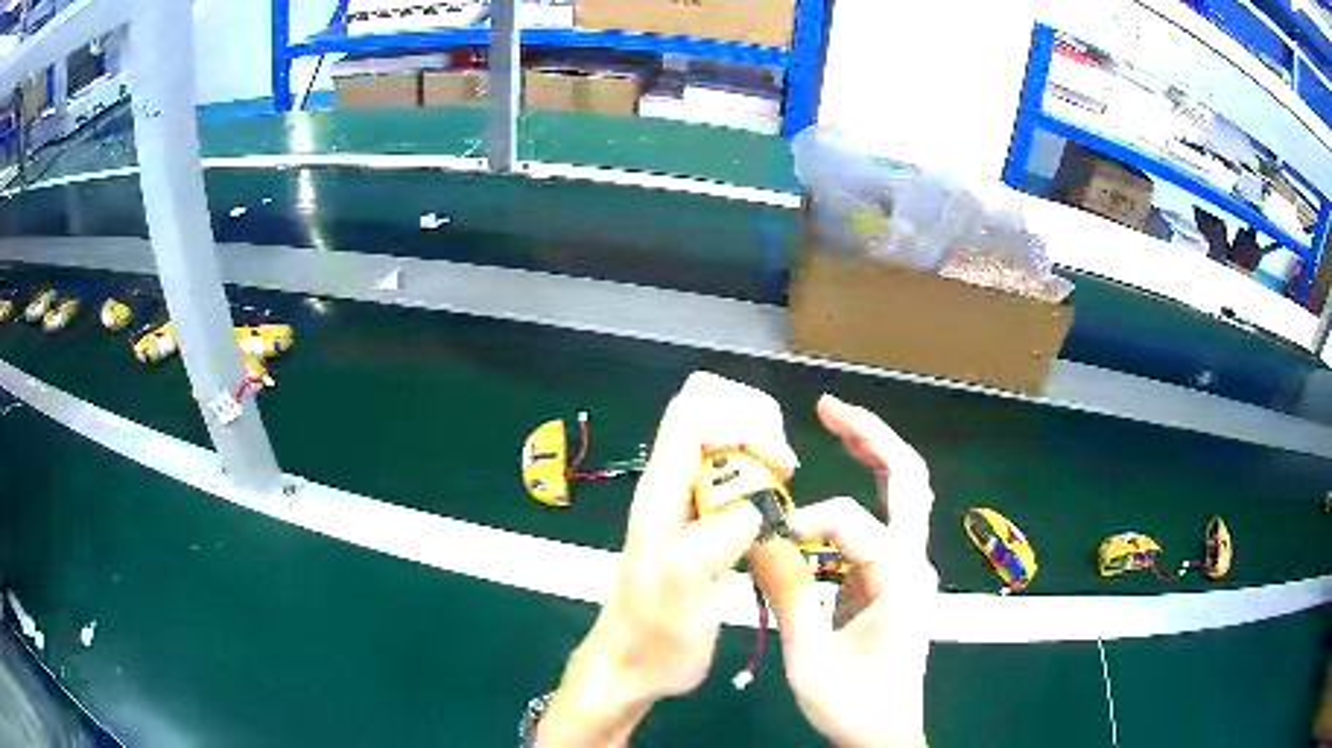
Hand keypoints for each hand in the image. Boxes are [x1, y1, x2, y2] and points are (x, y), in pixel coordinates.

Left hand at [537, 372, 798, 746]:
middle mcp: (671, 483)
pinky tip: (772, 508)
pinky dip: (759, 474)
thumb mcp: (685, 586)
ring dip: (760, 446)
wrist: (632, 665)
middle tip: (783, 469)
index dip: (743, 419)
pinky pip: (731, 475)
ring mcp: (684, 502)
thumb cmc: (655, 633)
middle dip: (755, 421)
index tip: (779, 464)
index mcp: (662, 488)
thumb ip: (720, 535)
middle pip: (708, 408)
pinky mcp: (699, 523)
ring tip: (782, 485)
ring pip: (722, 438)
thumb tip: (760, 503)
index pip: (694, 409)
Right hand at [772, 394, 937, 747]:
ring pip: (906, 493)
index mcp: (901, 581)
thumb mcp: (810, 660)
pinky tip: (841, 480)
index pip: (852, 523)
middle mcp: (915, 563)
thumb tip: (762, 537)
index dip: (806, 522)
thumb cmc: (854, 705)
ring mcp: (912, 569)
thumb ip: (789, 596)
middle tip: (828, 406)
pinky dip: (867, 489)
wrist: (887, 735)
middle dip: (871, 435)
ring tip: (835, 424)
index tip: (769, 540)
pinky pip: (888, 521)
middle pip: (910, 478)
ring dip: (874, 453)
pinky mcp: (900, 579)